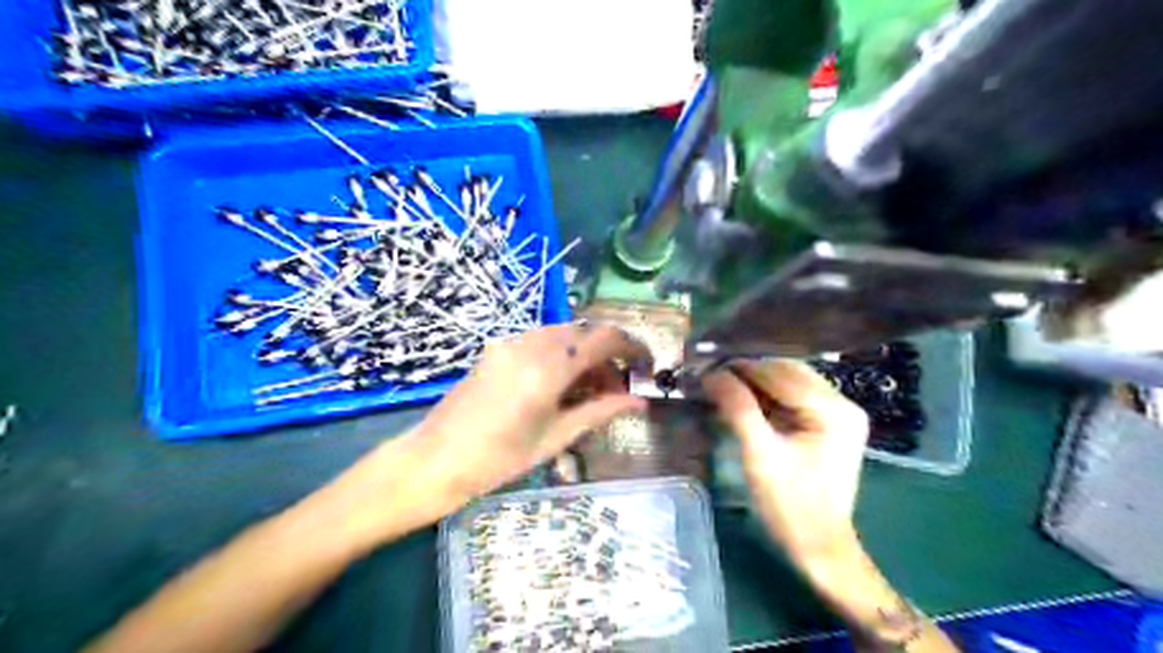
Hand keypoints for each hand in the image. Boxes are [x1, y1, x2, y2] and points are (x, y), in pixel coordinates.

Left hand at [410, 323, 648, 503]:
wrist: (435, 460)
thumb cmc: (499, 460)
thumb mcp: (556, 437)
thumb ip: (600, 411)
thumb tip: (639, 402)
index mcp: (549, 368)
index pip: (603, 339)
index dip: (632, 346)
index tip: (646, 363)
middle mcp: (530, 344)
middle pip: (584, 332)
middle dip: (607, 354)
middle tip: (617, 388)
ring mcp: (509, 342)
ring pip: (562, 334)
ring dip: (583, 354)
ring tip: (589, 391)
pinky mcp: (496, 347)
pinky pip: (539, 340)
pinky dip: (560, 354)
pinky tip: (559, 384)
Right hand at [698, 359, 872, 568]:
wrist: (817, 547)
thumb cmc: (789, 505)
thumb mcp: (760, 455)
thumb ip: (738, 409)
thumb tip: (711, 373)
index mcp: (833, 410)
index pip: (779, 374)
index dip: (740, 368)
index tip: (704, 367)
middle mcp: (842, 403)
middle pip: (786, 372)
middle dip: (748, 372)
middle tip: (710, 376)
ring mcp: (838, 414)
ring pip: (788, 382)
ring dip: (755, 382)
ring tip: (722, 385)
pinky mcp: (828, 425)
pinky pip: (792, 398)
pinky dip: (766, 396)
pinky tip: (743, 400)